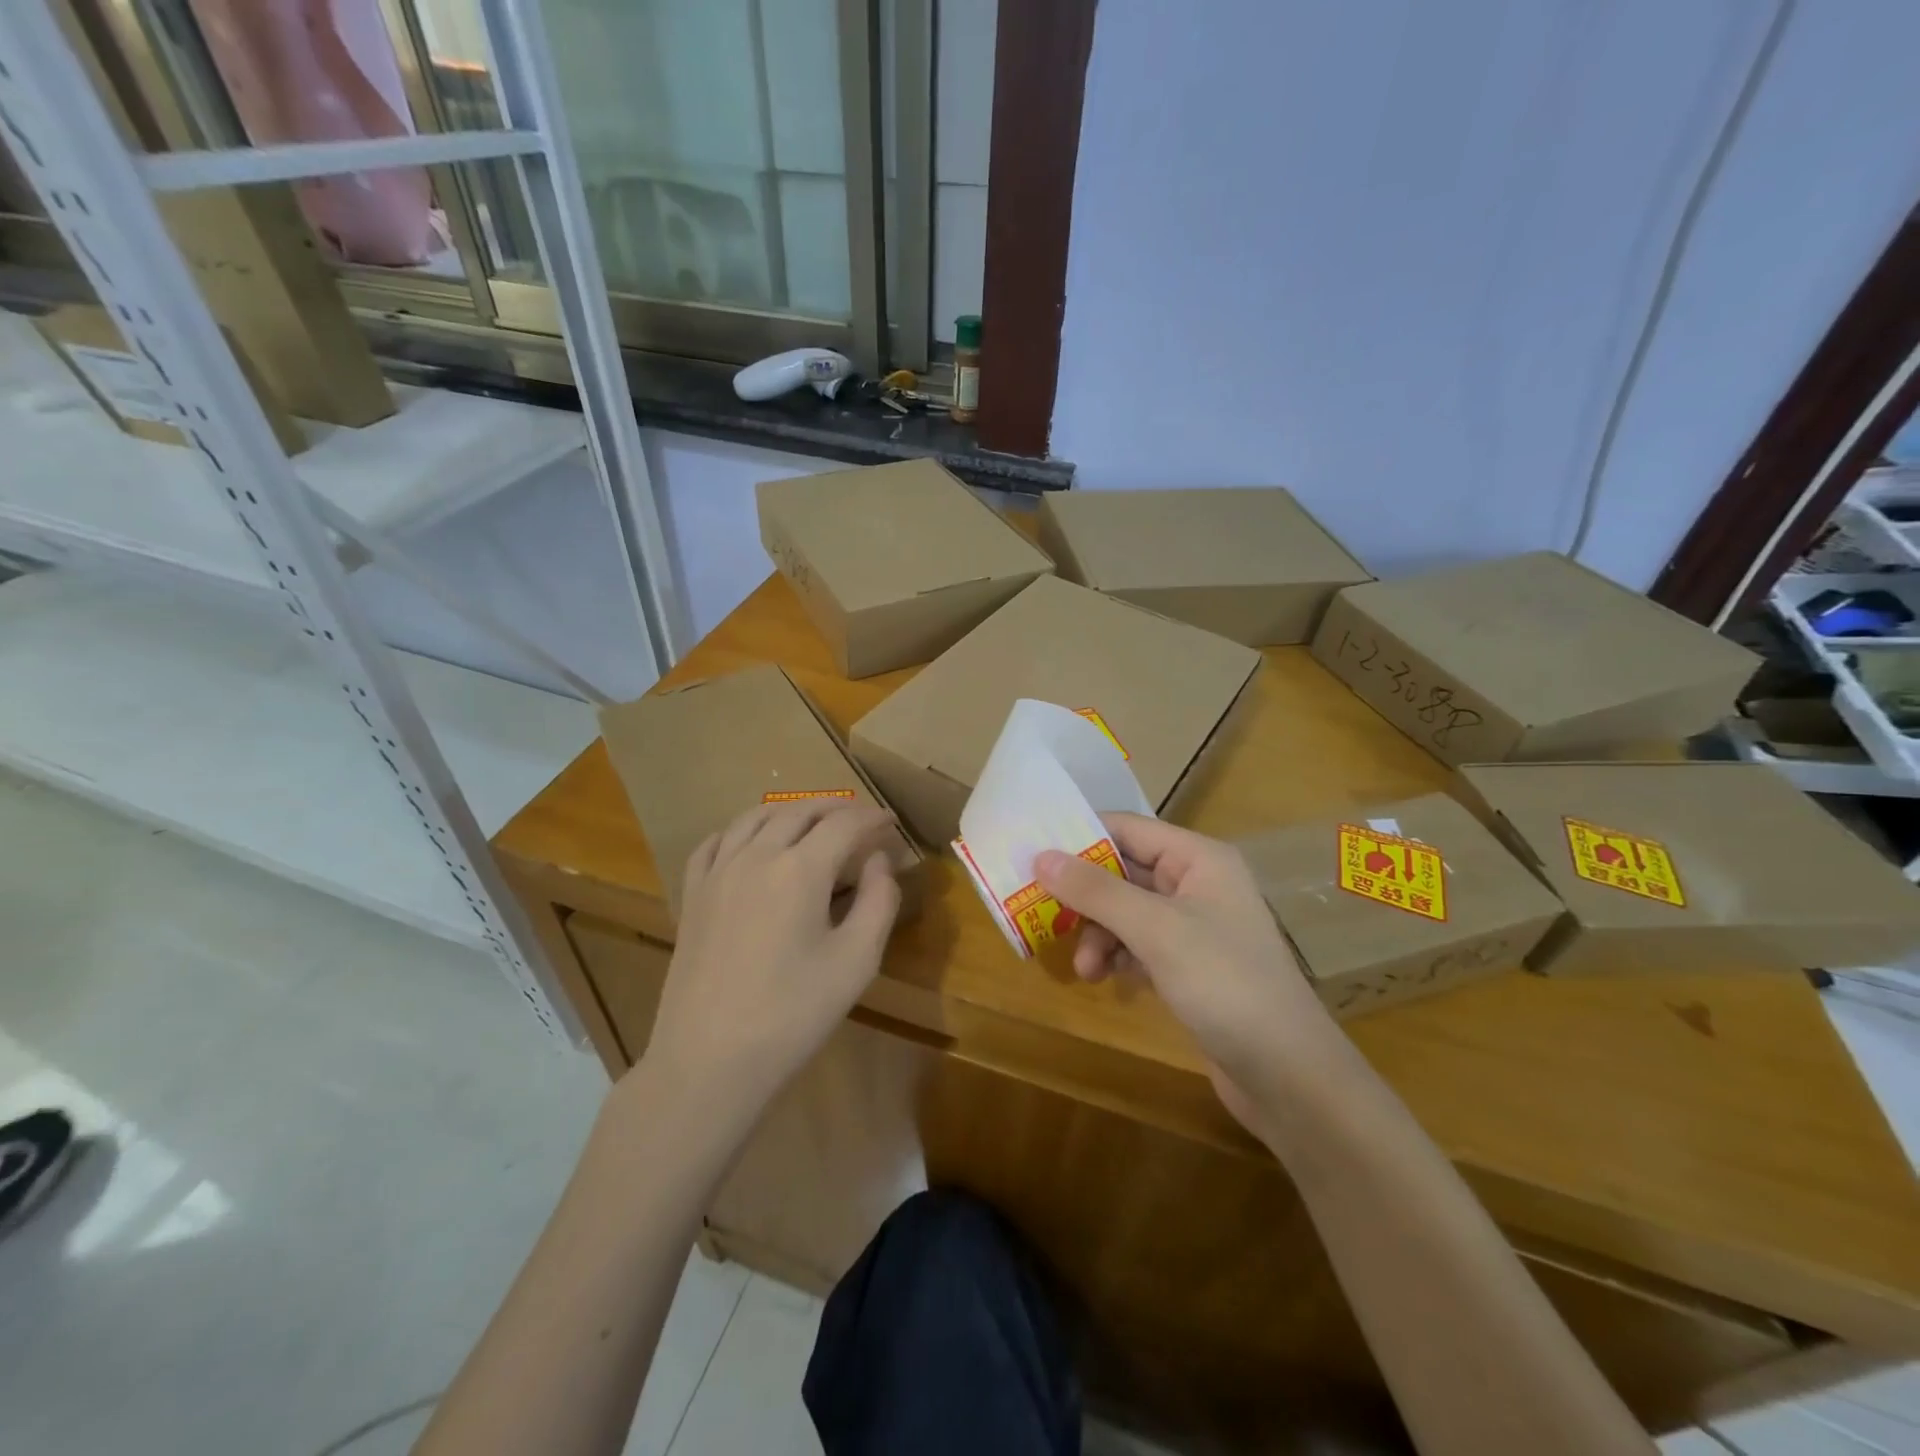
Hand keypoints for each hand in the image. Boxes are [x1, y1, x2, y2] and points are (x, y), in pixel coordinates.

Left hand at [640, 801, 903, 1121]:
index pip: (843, 824)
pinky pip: (716, 842)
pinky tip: (752, 841)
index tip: (891, 822)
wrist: (710, 1060)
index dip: (872, 818)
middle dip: (836, 807)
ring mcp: (717, 873)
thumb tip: (879, 861)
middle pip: (800, 811)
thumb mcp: (857, 962)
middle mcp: (756, 856)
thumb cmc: (793, 1014)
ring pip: (756, 817)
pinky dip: (742, 829)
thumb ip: (878, 901)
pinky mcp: (692, 896)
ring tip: (814, 821)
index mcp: (800, 870)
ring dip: (791, 811)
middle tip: (861, 819)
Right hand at [1035, 813, 1342, 1127]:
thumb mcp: (1156, 930)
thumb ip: (1096, 891)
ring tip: (1084, 969)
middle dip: (1086, 897)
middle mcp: (1197, 883)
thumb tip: (1040, 856)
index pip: (1128, 829)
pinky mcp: (1189, 965)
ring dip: (1099, 934)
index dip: (1081, 838)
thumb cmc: (1225, 984)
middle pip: (1124, 871)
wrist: (1288, 1075)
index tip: (1033, 854)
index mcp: (1199, 859)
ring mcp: (1194, 926)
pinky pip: (1138, 944)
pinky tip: (1105, 979)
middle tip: (1042, 913)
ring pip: (1126, 912)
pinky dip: (1117, 956)